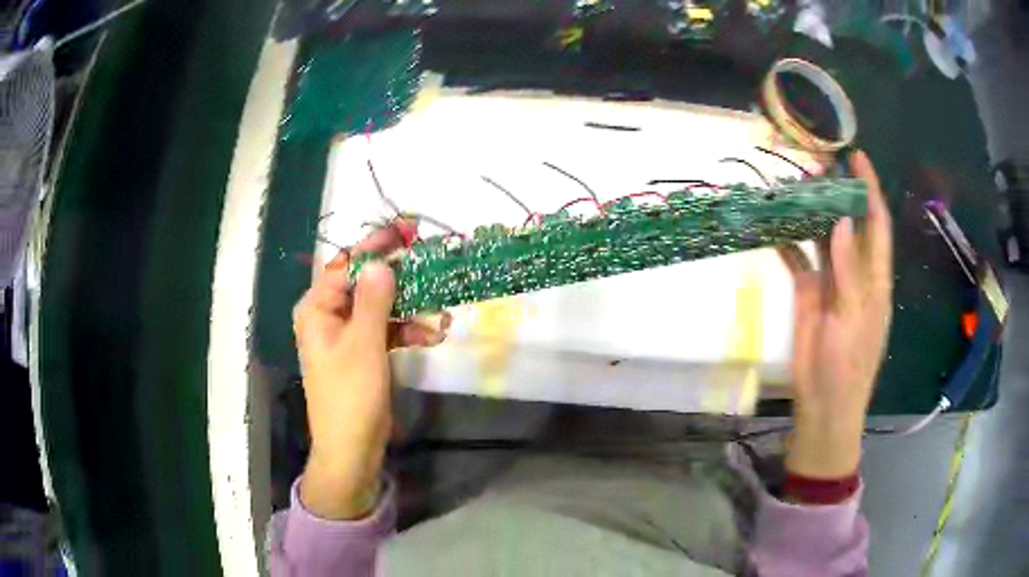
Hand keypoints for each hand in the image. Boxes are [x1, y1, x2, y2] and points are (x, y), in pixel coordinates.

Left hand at [293, 223, 446, 518]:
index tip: (407, 229)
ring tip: (443, 312)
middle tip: (432, 263)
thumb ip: (373, 300)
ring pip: (382, 306)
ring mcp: (348, 334)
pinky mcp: (365, 352)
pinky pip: (387, 330)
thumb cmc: (350, 395)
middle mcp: (329, 315)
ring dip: (412, 308)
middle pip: (366, 283)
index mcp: (317, 308)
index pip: (346, 265)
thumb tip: (381, 262)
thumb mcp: (363, 344)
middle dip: (401, 277)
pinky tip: (435, 335)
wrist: (352, 448)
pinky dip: (409, 330)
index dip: (376, 245)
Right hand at [777, 150, 892, 478]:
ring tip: (792, 186)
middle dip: (836, 193)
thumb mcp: (854, 320)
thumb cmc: (849, 366)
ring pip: (822, 237)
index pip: (876, 224)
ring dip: (810, 213)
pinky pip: (799, 261)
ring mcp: (831, 282)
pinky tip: (774, 227)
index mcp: (875, 277)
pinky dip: (788, 243)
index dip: (870, 190)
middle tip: (815, 164)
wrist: (824, 403)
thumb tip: (840, 223)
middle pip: (848, 223)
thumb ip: (848, 272)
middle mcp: (855, 272)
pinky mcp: (809, 294)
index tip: (857, 157)